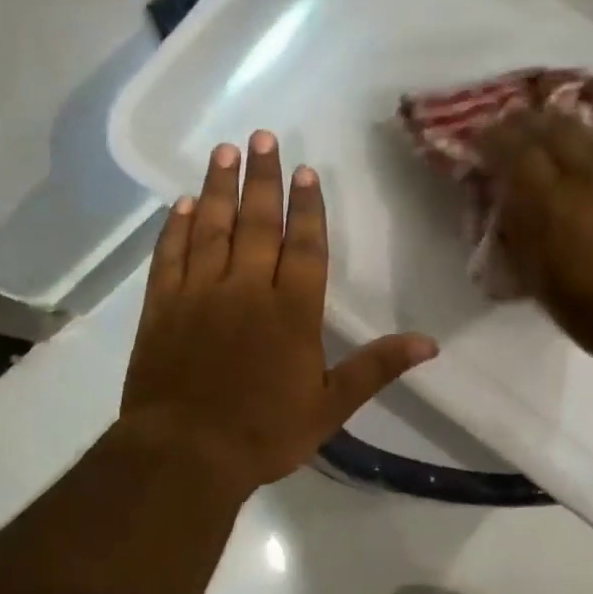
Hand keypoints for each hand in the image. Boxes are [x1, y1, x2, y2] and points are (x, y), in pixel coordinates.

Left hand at [119, 130, 437, 497]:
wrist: (185, 455)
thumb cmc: (264, 433)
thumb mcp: (331, 406)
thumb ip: (376, 367)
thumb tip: (430, 344)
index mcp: (291, 311)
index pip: (303, 245)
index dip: (306, 206)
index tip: (304, 170)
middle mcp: (246, 289)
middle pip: (257, 222)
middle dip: (262, 178)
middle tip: (261, 138)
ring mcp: (200, 294)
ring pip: (212, 228)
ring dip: (219, 188)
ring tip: (226, 151)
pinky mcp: (162, 307)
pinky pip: (170, 256)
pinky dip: (176, 227)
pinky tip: (184, 203)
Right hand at [480, 109, 592, 369]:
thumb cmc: (588, 309)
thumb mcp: (534, 275)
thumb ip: (517, 228)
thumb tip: (505, 197)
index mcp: (551, 201)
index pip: (515, 148)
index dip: (495, 137)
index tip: (482, 136)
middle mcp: (587, 175)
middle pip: (553, 127)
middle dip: (528, 123)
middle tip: (512, 126)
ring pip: (586, 133)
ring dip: (561, 129)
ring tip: (547, 134)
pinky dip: (591, 147)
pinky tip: (586, 158)